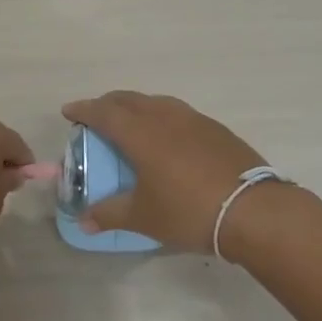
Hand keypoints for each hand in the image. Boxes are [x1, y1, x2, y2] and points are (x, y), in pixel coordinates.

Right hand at [60, 92, 268, 252]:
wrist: (252, 210)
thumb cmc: (188, 210)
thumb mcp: (144, 217)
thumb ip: (109, 214)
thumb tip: (83, 221)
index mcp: (140, 133)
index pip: (104, 112)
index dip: (84, 110)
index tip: (69, 112)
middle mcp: (164, 117)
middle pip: (129, 100)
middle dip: (107, 104)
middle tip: (96, 116)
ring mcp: (193, 119)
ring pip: (156, 102)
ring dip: (136, 107)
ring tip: (131, 123)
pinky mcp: (216, 128)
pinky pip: (178, 113)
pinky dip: (162, 117)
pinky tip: (167, 137)